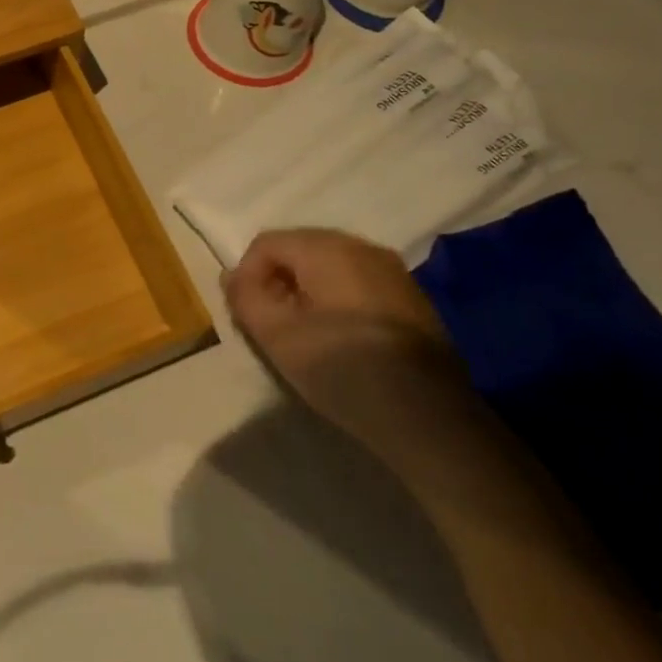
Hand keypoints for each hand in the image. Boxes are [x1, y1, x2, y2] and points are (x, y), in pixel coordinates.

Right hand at [224, 229, 477, 461]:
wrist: (429, 418)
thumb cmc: (342, 369)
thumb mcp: (276, 336)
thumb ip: (245, 297)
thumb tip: (232, 276)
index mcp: (327, 247)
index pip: (267, 243)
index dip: (247, 275)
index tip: (248, 316)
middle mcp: (362, 247)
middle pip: (300, 250)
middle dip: (277, 281)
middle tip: (271, 325)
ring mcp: (393, 271)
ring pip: (330, 267)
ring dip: (306, 292)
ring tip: (303, 336)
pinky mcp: (412, 298)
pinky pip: (358, 284)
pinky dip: (337, 301)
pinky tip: (340, 341)